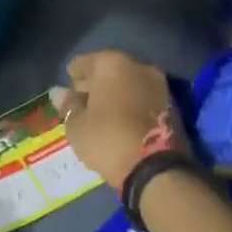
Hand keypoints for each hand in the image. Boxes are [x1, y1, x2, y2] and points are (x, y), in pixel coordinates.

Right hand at [58, 50, 185, 191]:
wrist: (156, 168)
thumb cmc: (107, 138)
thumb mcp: (76, 125)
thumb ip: (68, 105)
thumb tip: (59, 93)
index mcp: (111, 63)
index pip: (83, 63)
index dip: (72, 78)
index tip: (67, 94)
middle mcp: (138, 66)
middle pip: (108, 70)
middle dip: (95, 84)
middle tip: (82, 104)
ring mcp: (158, 84)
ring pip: (128, 83)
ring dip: (115, 95)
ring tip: (101, 116)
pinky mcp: (172, 105)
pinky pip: (142, 98)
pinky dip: (131, 105)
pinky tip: (120, 122)